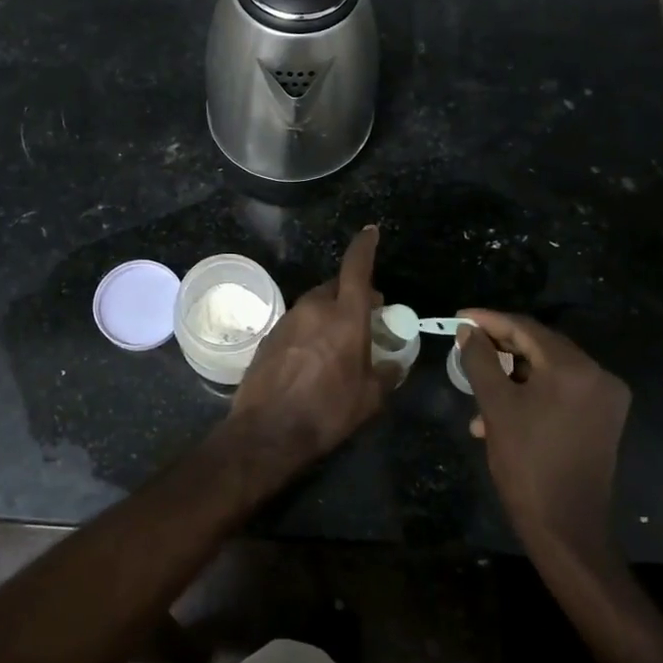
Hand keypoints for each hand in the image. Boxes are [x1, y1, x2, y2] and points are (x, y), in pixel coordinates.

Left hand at [223, 226, 397, 477]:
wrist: (267, 430)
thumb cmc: (327, 412)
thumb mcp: (369, 398)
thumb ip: (386, 375)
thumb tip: (395, 365)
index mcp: (345, 316)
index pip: (356, 268)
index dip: (364, 247)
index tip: (370, 232)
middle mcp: (314, 309)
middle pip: (336, 286)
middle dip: (352, 291)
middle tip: (366, 311)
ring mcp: (288, 320)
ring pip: (315, 303)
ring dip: (330, 311)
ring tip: (340, 337)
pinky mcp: (270, 336)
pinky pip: (298, 322)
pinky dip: (310, 328)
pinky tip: (314, 354)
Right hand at [457, 308, 631, 561]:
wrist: (566, 528)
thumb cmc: (526, 463)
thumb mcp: (496, 407)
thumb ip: (480, 360)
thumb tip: (469, 331)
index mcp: (575, 369)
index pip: (526, 328)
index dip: (489, 320)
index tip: (459, 317)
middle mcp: (598, 375)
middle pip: (541, 346)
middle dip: (501, 346)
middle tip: (467, 347)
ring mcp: (605, 398)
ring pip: (549, 369)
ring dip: (512, 373)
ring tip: (478, 388)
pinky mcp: (603, 419)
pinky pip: (562, 390)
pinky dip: (531, 392)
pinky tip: (502, 411)